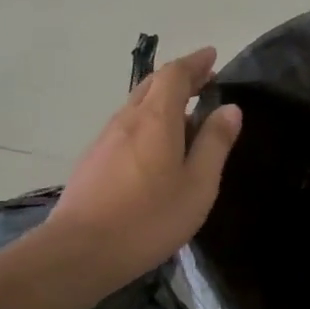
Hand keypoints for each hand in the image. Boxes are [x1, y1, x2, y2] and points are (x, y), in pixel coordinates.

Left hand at [44, 47, 242, 280]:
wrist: (80, 252)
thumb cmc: (149, 218)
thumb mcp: (198, 184)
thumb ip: (215, 143)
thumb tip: (230, 108)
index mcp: (156, 119)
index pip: (175, 74)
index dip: (195, 62)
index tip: (212, 56)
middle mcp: (127, 120)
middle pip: (152, 84)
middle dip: (180, 76)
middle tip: (204, 79)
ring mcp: (105, 140)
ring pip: (137, 105)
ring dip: (163, 99)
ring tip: (186, 111)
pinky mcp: (93, 161)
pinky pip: (126, 126)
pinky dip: (148, 120)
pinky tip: (156, 145)